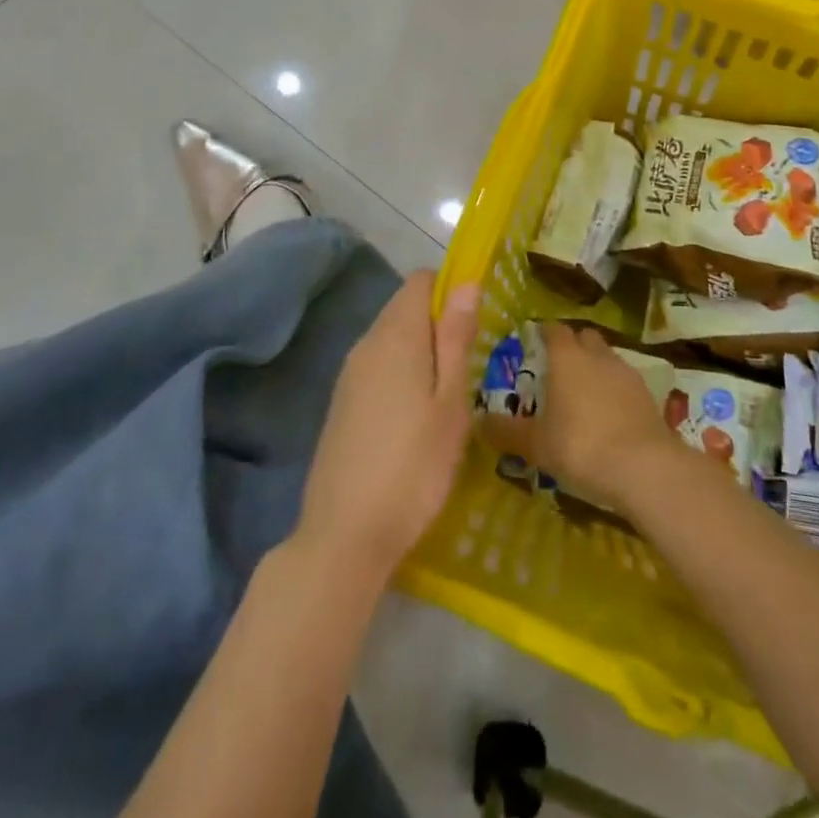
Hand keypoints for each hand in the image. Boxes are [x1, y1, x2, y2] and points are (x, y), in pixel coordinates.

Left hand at [295, 271, 478, 585]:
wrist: (344, 536)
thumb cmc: (414, 467)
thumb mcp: (450, 402)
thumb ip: (456, 338)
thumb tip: (465, 282)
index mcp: (395, 336)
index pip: (420, 281)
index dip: (450, 289)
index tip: (476, 323)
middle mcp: (366, 344)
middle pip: (404, 307)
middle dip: (438, 322)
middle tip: (470, 364)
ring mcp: (349, 375)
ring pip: (391, 338)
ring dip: (422, 350)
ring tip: (449, 394)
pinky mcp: (342, 403)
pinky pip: (378, 366)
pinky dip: (402, 372)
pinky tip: (417, 416)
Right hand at [480, 324, 688, 514]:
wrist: (644, 467)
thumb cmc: (581, 446)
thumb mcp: (536, 445)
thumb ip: (507, 431)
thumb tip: (479, 421)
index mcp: (567, 357)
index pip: (554, 329)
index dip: (544, 332)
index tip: (535, 341)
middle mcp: (597, 355)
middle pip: (584, 337)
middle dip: (572, 346)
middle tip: (557, 369)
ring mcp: (626, 372)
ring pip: (607, 357)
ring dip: (595, 367)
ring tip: (583, 395)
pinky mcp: (647, 394)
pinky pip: (624, 382)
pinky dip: (614, 390)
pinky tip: (608, 415)